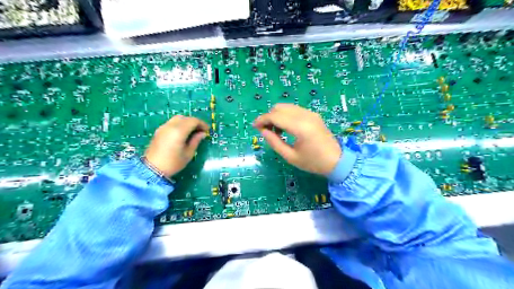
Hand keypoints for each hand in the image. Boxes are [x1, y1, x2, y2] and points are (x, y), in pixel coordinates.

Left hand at [144, 115, 208, 175]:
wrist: (152, 169)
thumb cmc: (173, 163)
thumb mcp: (188, 153)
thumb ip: (196, 141)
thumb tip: (202, 133)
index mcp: (179, 131)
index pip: (193, 121)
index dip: (202, 124)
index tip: (207, 130)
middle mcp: (170, 126)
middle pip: (185, 118)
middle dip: (194, 122)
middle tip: (200, 130)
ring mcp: (163, 127)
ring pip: (177, 118)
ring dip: (186, 122)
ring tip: (192, 131)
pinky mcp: (159, 131)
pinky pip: (171, 123)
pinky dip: (179, 124)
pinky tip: (182, 133)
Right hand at [252, 104, 340, 174]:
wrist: (336, 161)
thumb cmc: (313, 162)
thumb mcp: (290, 156)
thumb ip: (274, 142)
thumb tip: (263, 131)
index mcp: (300, 127)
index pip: (275, 116)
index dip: (262, 120)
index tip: (254, 127)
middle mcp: (305, 116)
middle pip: (279, 108)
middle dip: (269, 117)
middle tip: (265, 131)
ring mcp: (310, 113)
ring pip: (286, 107)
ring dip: (277, 115)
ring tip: (276, 131)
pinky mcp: (313, 115)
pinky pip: (294, 109)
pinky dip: (285, 115)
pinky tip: (286, 128)